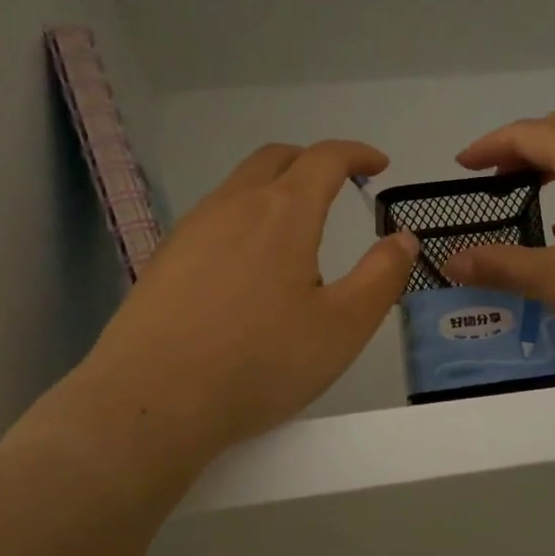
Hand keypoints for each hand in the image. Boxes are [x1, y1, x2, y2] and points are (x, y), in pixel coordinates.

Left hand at [56, 141, 417, 465]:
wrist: (151, 401)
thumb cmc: (259, 362)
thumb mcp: (343, 327)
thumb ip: (381, 277)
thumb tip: (403, 238)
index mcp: (283, 212)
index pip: (325, 158)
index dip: (357, 154)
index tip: (378, 165)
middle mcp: (233, 206)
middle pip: (276, 158)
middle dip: (313, 160)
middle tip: (339, 184)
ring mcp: (192, 230)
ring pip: (240, 186)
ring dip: (275, 188)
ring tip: (297, 228)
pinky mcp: (165, 259)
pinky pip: (214, 217)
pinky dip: (245, 216)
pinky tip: (248, 263)